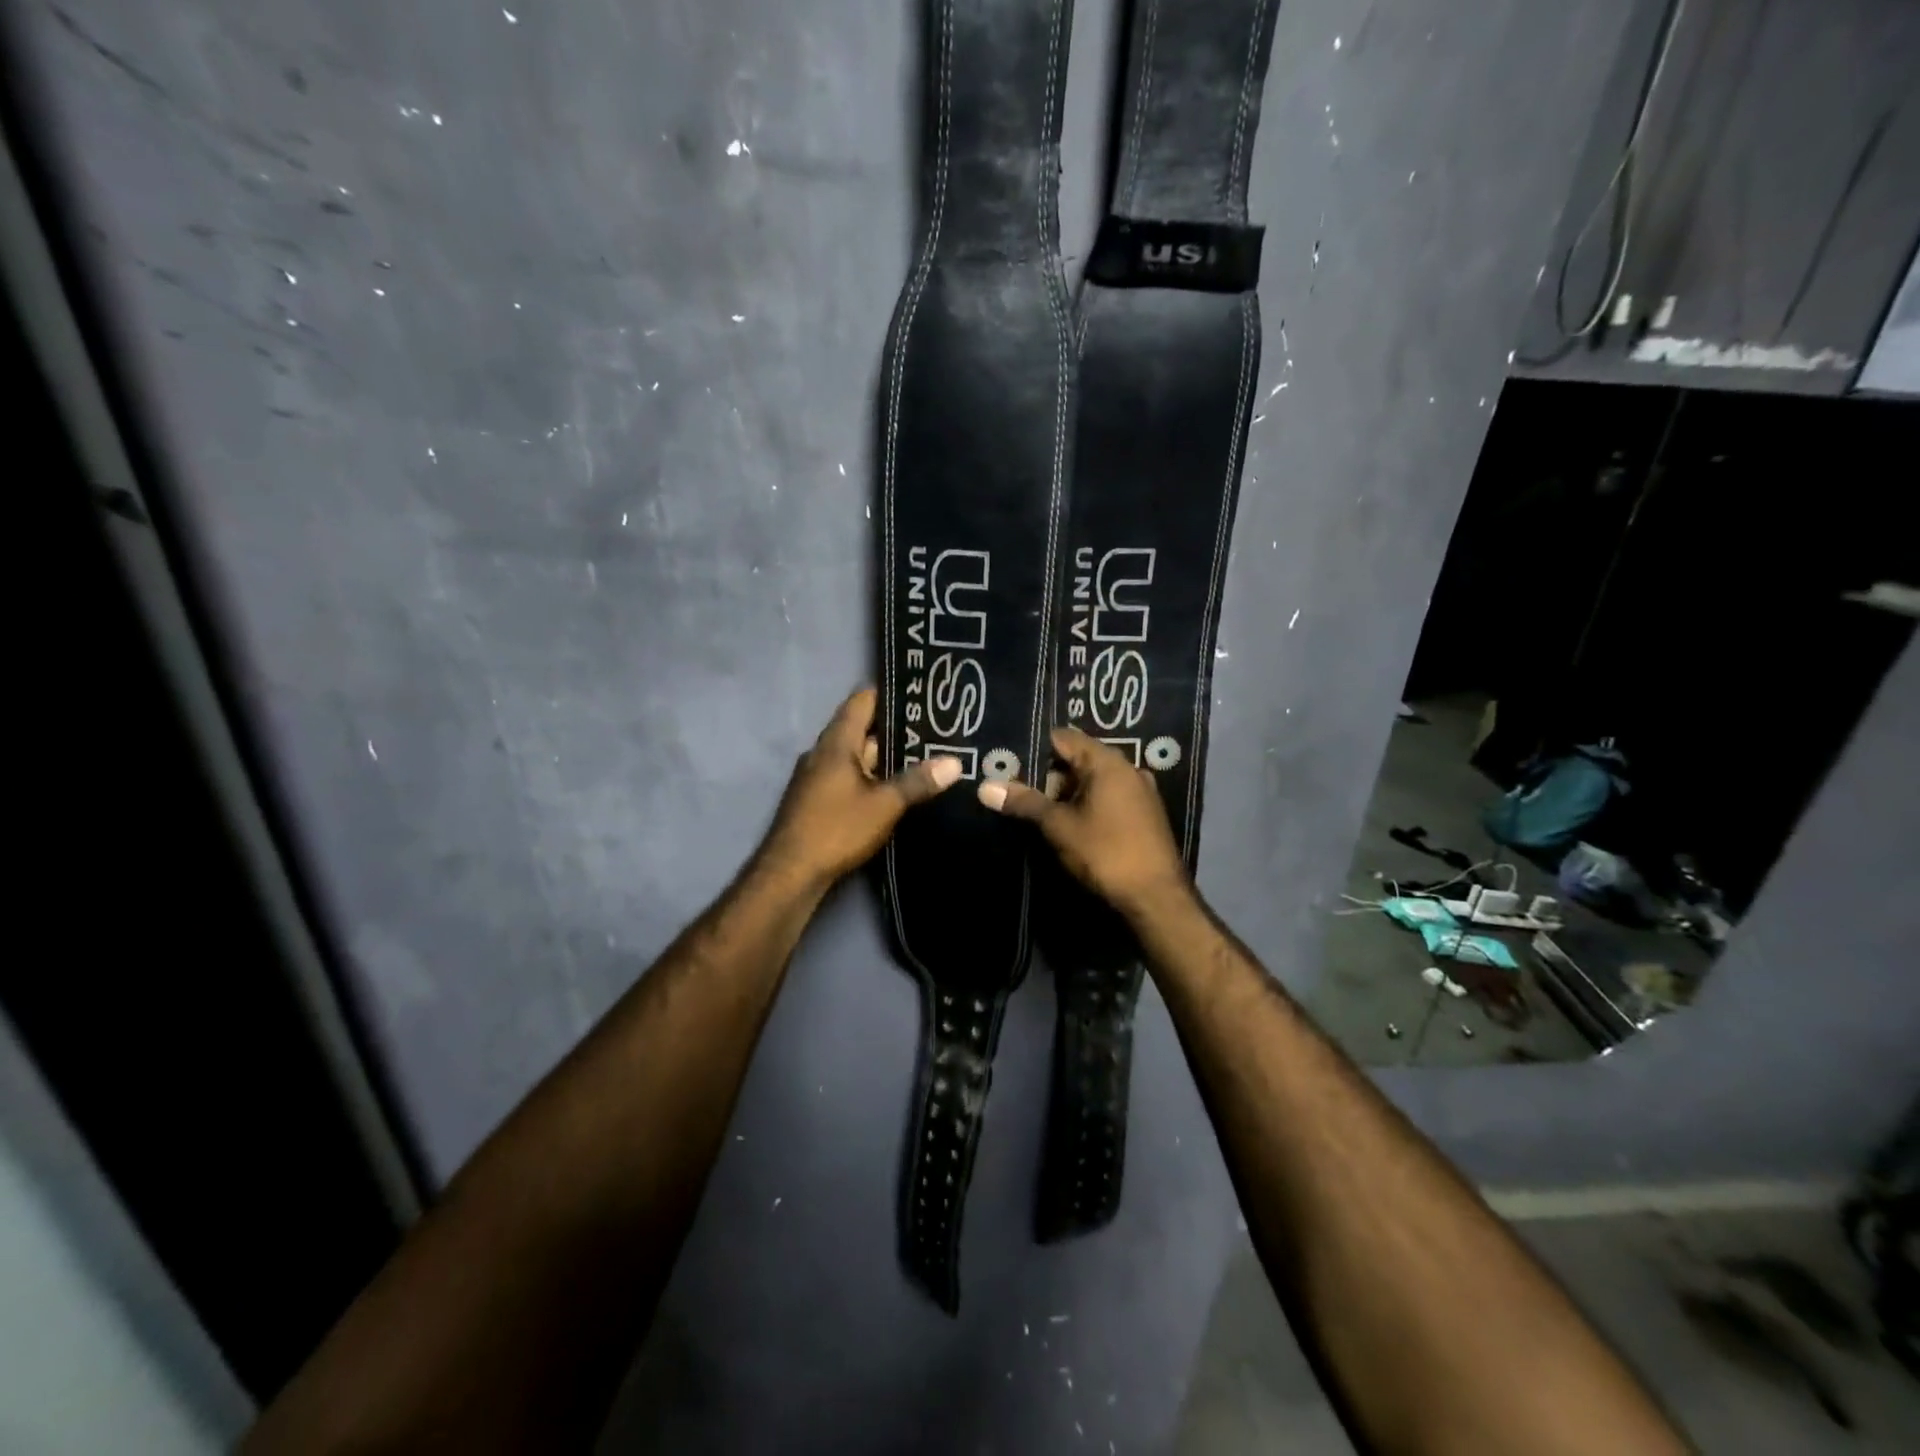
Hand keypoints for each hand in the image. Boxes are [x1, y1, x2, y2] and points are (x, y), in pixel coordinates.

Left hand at [756, 688, 962, 891]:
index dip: (889, 693)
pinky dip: (872, 775)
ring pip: (856, 755)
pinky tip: (896, 786)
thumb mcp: (884, 805)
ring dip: (885, 755)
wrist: (790, 873)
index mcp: (836, 743)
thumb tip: (956, 762)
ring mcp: (817, 776)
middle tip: (935, 727)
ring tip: (925, 754)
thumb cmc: (836, 828)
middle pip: (861, 728)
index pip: (862, 701)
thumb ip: (917, 781)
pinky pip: (849, 775)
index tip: (920, 692)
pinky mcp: (817, 799)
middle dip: (896, 728)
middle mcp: (823, 752)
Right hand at [976, 726, 1188, 915]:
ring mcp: (1140, 792)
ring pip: (1093, 781)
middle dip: (1048, 774)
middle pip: (1078, 759)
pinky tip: (1068, 823)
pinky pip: (1108, 797)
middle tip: (1015, 788)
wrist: (1156, 898)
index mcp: (1108, 762)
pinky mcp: (1144, 815)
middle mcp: (1127, 769)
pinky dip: (1086, 804)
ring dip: (1067, 793)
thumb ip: (1025, 802)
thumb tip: (985, 787)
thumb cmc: (1106, 853)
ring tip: (1036, 808)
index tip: (1008, 760)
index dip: (1034, 747)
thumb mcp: (1059, 826)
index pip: (1064, 738)